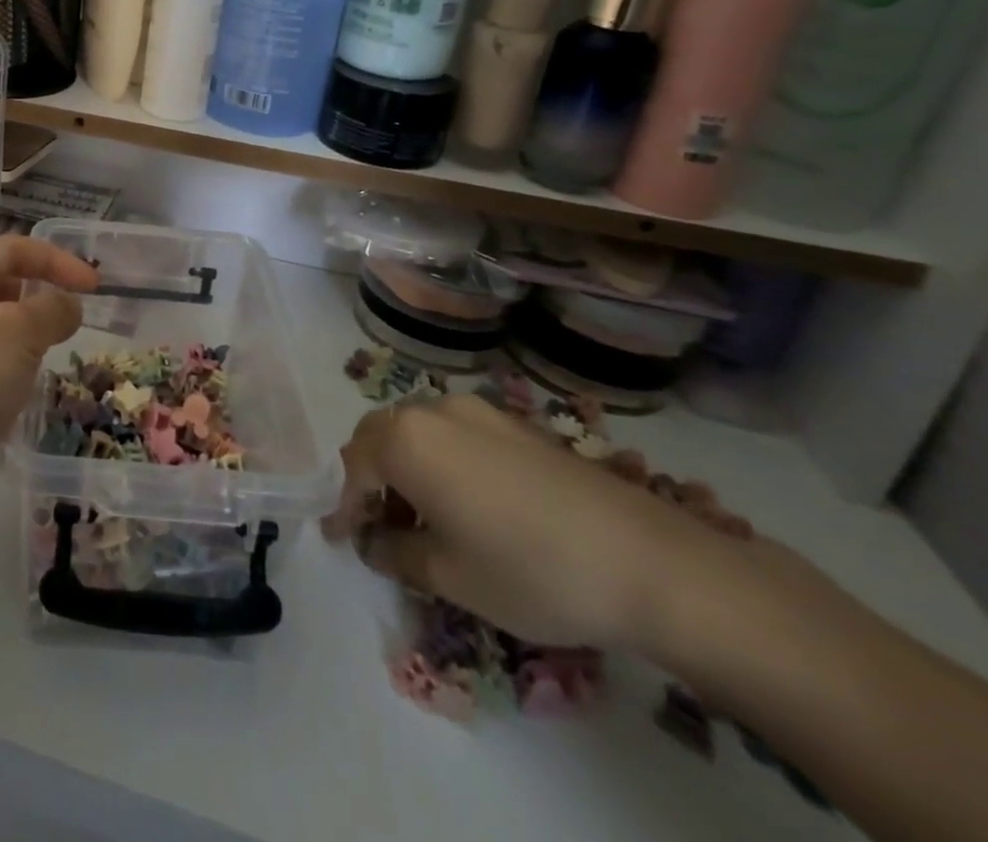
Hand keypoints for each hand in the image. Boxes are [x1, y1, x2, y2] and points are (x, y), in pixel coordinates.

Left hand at [0, 236, 97, 591]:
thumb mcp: (16, 336)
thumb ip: (51, 309)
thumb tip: (65, 304)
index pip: (11, 249)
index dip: (57, 260)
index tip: (95, 289)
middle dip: (38, 297)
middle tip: (69, 326)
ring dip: (22, 336)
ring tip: (43, 361)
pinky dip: (3, 369)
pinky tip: (13, 398)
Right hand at [322, 394, 723, 648]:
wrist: (648, 561)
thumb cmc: (529, 570)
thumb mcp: (450, 576)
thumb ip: (396, 554)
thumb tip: (374, 544)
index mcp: (406, 439)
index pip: (353, 467)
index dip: (342, 505)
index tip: (339, 539)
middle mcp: (433, 410)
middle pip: (379, 436)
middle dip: (368, 478)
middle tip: (373, 524)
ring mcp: (478, 411)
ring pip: (417, 431)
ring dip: (404, 467)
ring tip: (418, 515)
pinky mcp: (515, 423)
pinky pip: (454, 434)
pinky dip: (440, 461)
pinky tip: (463, 501)